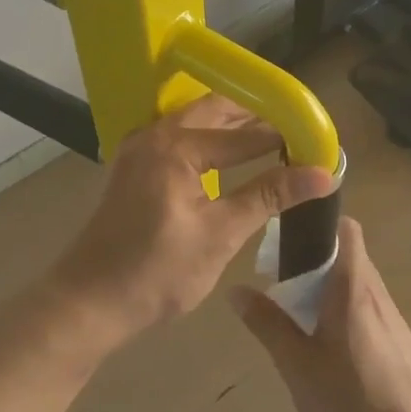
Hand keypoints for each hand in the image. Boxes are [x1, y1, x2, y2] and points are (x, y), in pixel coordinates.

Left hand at [49, 94, 335, 354]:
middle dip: (257, 115)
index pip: (245, 134)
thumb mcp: (220, 235)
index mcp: (176, 147)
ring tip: (272, 135)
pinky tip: (228, 151)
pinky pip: (179, 133)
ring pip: (196, 118)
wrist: (88, 302)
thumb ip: (269, 196)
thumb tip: (322, 174)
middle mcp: (156, 134)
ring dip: (232, 122)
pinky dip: (208, 134)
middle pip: (217, 110)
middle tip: (297, 128)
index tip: (319, 141)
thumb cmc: (157, 273)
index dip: (284, 137)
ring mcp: (140, 146)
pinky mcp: (135, 163)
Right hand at [231, 218, 410, 411]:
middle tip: (280, 283)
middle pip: (347, 257)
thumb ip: (268, 324)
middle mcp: (377, 293)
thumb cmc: (352, 402)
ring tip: (298, 317)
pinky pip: (367, 311)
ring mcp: (392, 320)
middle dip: (314, 261)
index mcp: (353, 286)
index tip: (289, 236)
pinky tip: (327, 350)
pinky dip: (344, 314)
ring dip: (328, 290)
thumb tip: (236, 289)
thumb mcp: (297, 365)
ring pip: (357, 286)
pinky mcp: (399, 346)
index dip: (320, 223)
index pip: (346, 229)